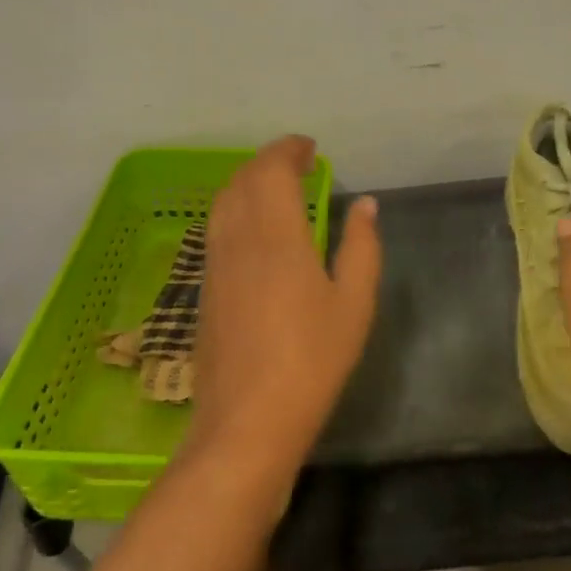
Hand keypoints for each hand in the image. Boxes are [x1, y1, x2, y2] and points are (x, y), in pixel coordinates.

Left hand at [183, 135, 381, 488]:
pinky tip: (252, 228)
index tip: (309, 148)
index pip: (272, 171)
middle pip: (243, 180)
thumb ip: (360, 248)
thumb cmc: (311, 361)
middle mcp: (237, 239)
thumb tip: (366, 205)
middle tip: (296, 162)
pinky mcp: (204, 288)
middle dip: (267, 161)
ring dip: (246, 181)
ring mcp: (214, 264)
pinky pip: (215, 228)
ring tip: (274, 186)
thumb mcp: (353, 305)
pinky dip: (234, 208)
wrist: (246, 422)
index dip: (288, 150)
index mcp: (276, 235)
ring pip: (222, 202)